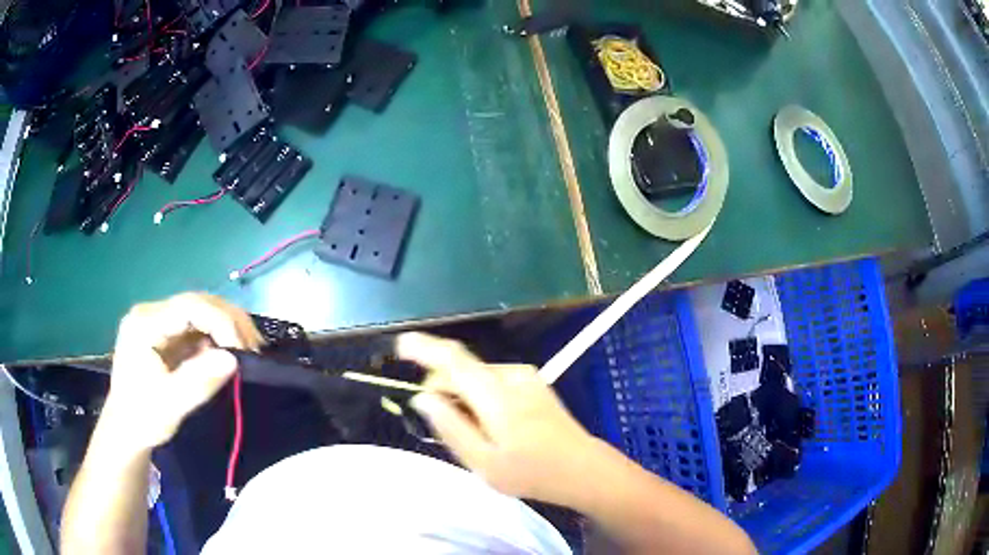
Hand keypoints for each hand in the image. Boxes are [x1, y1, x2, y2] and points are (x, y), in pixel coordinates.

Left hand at [102, 293, 262, 451]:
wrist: (126, 430)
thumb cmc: (143, 418)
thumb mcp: (170, 405)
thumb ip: (198, 381)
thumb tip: (233, 359)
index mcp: (144, 324)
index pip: (188, 306)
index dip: (220, 321)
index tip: (243, 350)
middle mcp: (151, 313)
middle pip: (196, 302)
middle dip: (229, 321)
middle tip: (255, 347)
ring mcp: (158, 321)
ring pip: (200, 310)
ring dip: (227, 326)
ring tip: (248, 349)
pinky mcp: (166, 333)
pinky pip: (197, 326)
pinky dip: (217, 336)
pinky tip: (230, 351)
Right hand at [396, 332, 595, 504]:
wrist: (583, 468)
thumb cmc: (531, 473)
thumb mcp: (483, 462)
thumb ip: (451, 427)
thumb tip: (422, 397)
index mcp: (497, 396)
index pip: (453, 361)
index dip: (424, 349)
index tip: (401, 344)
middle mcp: (512, 376)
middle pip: (462, 369)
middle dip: (442, 388)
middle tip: (439, 425)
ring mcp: (526, 377)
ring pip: (477, 377)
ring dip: (462, 395)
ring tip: (471, 433)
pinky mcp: (534, 382)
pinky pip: (493, 381)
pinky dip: (480, 396)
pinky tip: (490, 425)